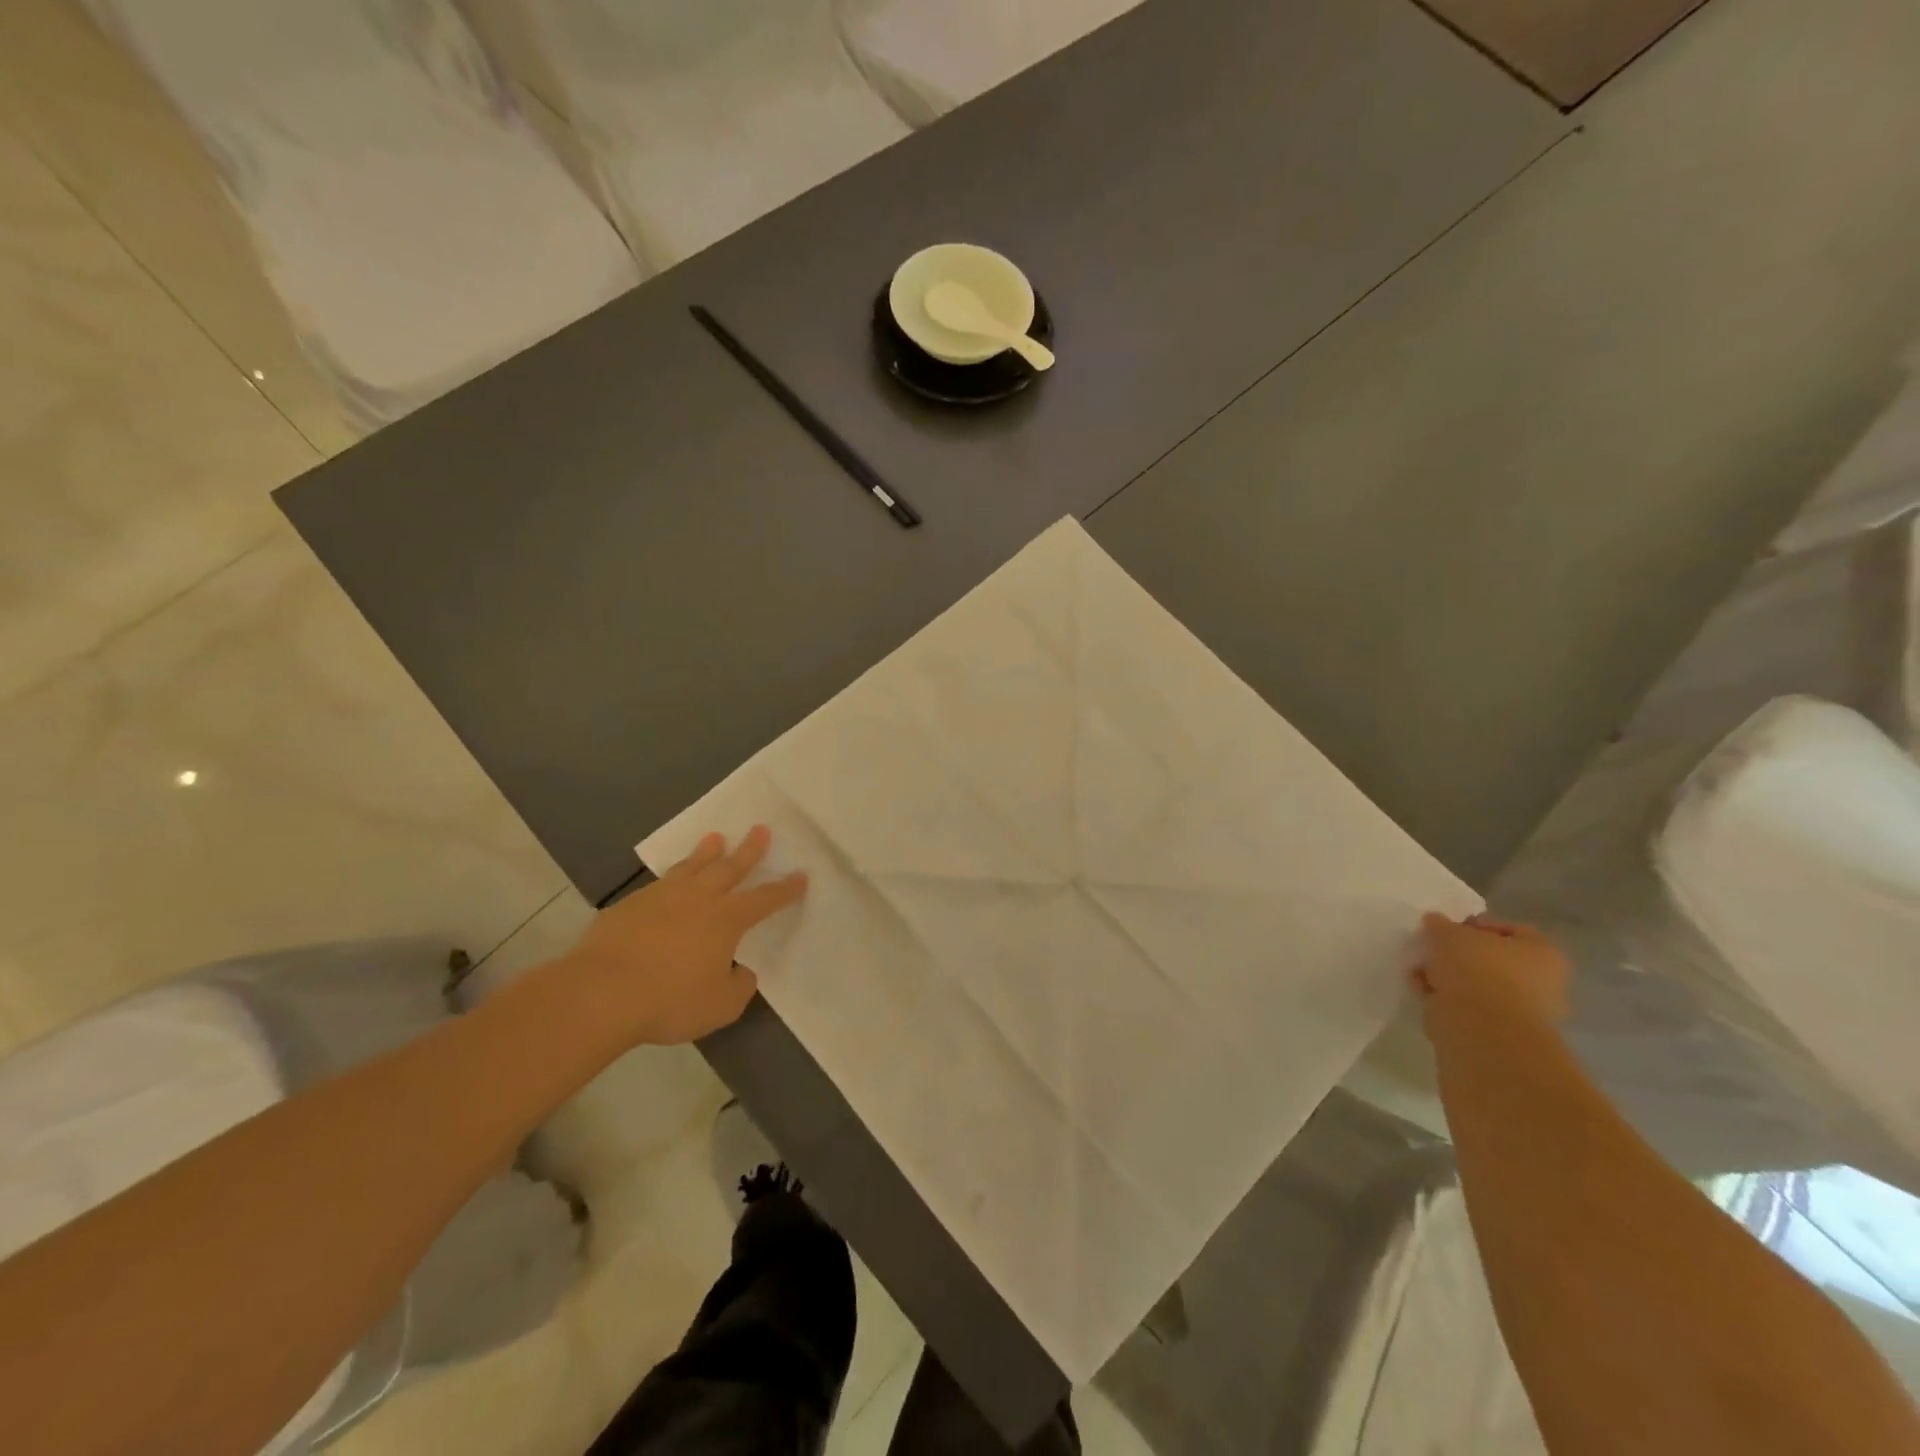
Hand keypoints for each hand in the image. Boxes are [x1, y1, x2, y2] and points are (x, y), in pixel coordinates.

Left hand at [560, 826, 807, 1046]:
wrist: (600, 992)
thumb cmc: (669, 1000)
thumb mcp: (720, 1005)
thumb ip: (738, 986)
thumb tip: (741, 971)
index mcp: (727, 920)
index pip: (765, 899)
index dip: (785, 889)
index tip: (801, 876)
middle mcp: (698, 899)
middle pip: (729, 868)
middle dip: (749, 850)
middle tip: (761, 829)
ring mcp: (661, 897)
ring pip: (691, 867)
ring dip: (707, 852)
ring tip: (715, 837)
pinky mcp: (630, 906)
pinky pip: (659, 884)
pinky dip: (673, 877)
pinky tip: (670, 882)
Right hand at [1413, 913, 1569, 1028]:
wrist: (1481, 1026)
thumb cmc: (1476, 968)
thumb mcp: (1449, 933)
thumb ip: (1441, 924)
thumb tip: (1435, 922)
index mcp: (1544, 954)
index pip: (1510, 930)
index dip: (1476, 925)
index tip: (1448, 928)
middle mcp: (1543, 982)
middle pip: (1493, 959)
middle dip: (1459, 955)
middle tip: (1433, 950)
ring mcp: (1523, 1011)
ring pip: (1478, 984)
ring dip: (1449, 976)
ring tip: (1420, 971)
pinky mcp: (1500, 1032)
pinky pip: (1469, 1006)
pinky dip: (1447, 998)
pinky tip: (1423, 991)